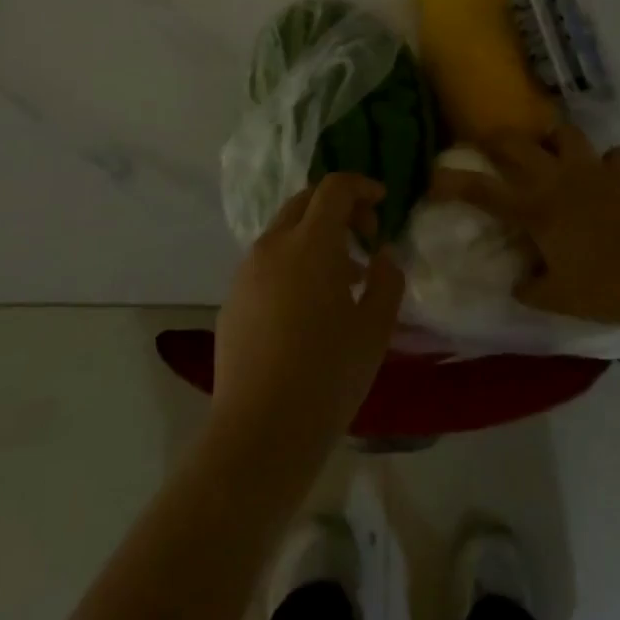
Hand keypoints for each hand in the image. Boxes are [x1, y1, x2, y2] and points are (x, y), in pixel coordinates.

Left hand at [211, 174, 404, 460]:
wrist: (260, 432)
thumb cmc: (328, 374)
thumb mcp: (375, 328)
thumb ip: (387, 280)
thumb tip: (381, 256)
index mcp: (311, 242)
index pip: (335, 188)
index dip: (362, 186)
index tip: (382, 203)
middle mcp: (274, 245)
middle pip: (305, 202)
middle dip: (338, 208)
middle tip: (365, 236)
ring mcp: (246, 272)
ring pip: (284, 233)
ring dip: (315, 238)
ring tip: (342, 279)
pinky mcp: (231, 300)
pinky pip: (267, 264)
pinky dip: (292, 264)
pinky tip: (307, 308)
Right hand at [435, 126, 619, 330]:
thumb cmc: (602, 290)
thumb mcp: (555, 298)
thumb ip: (528, 287)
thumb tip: (518, 281)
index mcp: (536, 208)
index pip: (483, 190)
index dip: (454, 182)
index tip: (434, 175)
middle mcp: (558, 179)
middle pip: (517, 143)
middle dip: (496, 139)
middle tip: (488, 145)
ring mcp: (593, 171)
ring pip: (565, 134)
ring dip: (554, 140)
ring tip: (551, 153)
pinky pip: (614, 157)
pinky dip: (608, 163)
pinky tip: (605, 175)